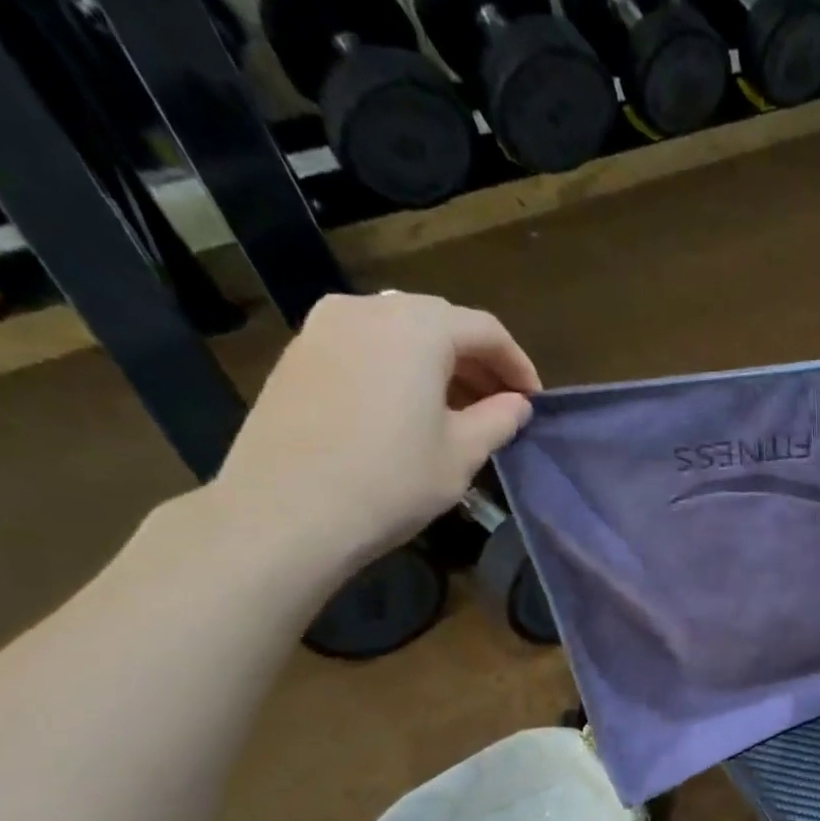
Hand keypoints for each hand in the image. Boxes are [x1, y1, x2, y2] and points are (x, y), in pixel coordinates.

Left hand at [209, 291, 539, 570]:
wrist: (286, 510)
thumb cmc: (391, 480)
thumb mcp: (462, 454)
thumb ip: (498, 419)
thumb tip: (516, 404)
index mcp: (418, 327)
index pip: (485, 330)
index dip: (518, 364)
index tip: (533, 401)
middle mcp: (368, 309)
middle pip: (440, 322)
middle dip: (477, 360)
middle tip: (498, 403)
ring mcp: (324, 327)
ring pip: (399, 330)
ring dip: (436, 362)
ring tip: (455, 408)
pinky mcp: (298, 354)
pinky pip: (364, 345)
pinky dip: (397, 366)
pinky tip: (406, 408)